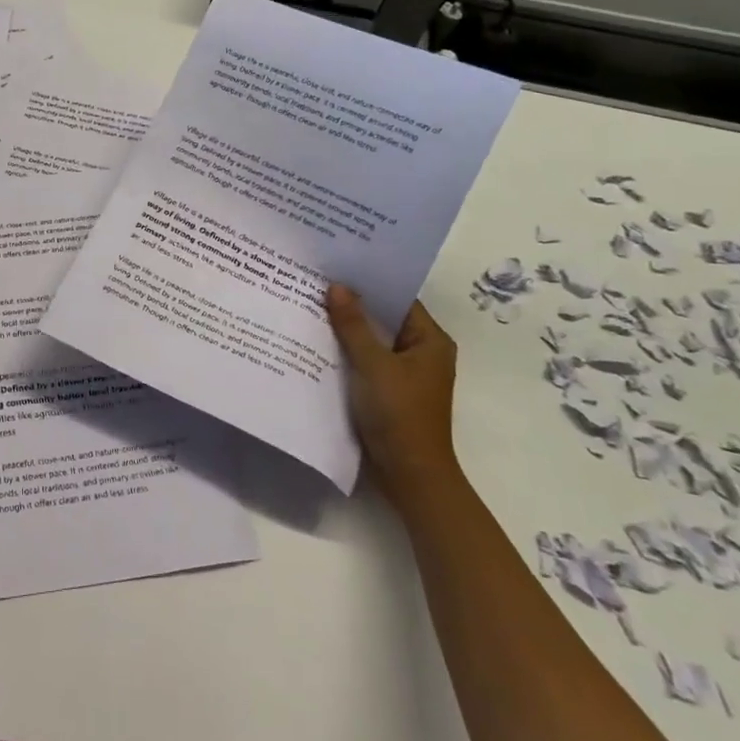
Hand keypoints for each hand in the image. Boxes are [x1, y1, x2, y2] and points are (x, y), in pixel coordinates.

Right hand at [324, 286, 460, 506]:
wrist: (410, 475)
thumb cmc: (400, 414)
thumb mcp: (374, 365)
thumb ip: (354, 325)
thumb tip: (337, 286)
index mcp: (430, 341)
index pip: (398, 298)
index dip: (369, 282)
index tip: (336, 265)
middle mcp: (421, 352)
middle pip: (383, 318)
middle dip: (352, 304)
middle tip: (315, 281)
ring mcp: (404, 374)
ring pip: (371, 341)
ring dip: (346, 328)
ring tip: (309, 305)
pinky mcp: (387, 391)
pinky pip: (364, 361)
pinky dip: (345, 352)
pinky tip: (316, 341)